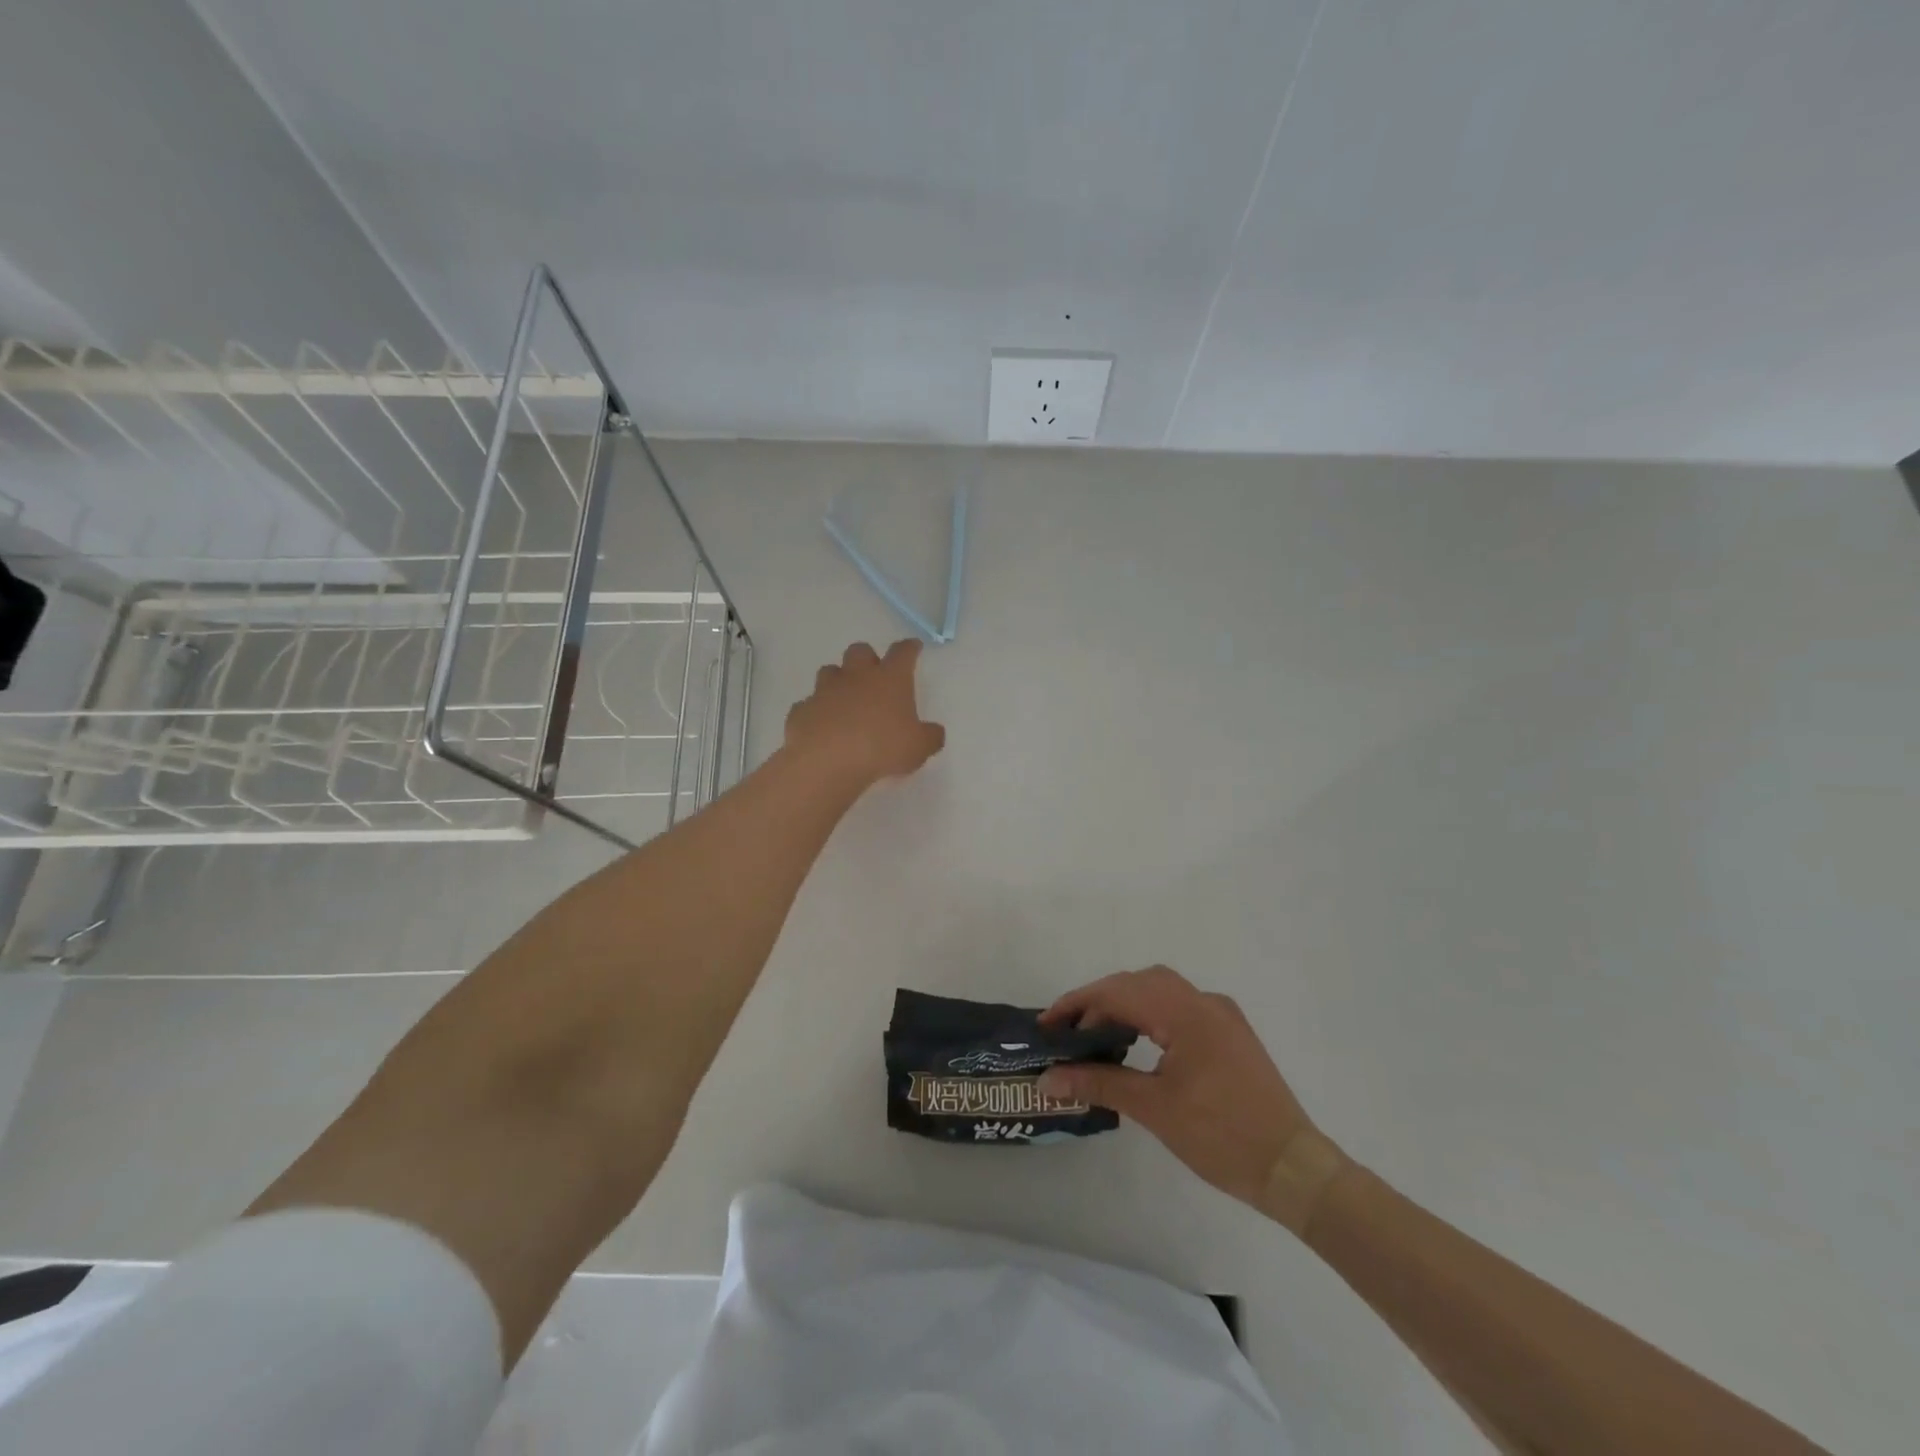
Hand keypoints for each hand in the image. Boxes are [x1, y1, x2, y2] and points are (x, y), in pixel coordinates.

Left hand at [784, 639, 945, 786]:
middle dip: (867, 658)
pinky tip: (821, 727)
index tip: (913, 647)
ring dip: (838, 680)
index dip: (909, 648)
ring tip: (844, 699)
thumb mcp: (919, 747)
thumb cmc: (882, 748)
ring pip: (830, 671)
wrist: (828, 760)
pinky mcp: (802, 709)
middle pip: (860, 651)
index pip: (903, 652)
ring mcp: (825, 690)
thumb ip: (930, 737)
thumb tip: (935, 732)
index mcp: (890, 679)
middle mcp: (857, 676)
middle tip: (873, 675)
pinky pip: (809, 704)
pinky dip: (816, 711)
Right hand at [1038, 966, 1346, 1230]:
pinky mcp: (1230, 1034)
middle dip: (1098, 1001)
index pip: (1119, 992)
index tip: (1046, 1027)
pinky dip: (1149, 1015)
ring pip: (1160, 991)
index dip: (1077, 1005)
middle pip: (1138, 982)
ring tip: (1094, 1036)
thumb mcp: (1154, 1109)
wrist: (1294, 1169)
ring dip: (1124, 1005)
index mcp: (1186, 1012)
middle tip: (1066, 1032)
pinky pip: (1179, 1008)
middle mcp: (1204, 1001)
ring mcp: (1221, 1016)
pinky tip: (1136, 1042)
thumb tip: (1047, 1080)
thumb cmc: (1222, 1137)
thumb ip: (1098, 1084)